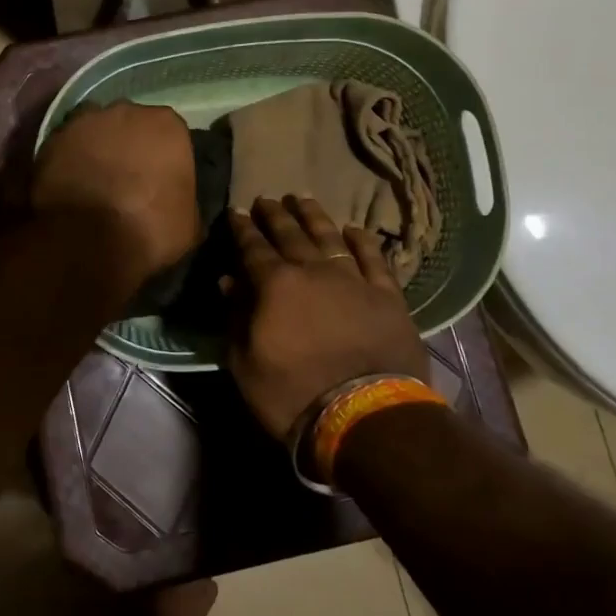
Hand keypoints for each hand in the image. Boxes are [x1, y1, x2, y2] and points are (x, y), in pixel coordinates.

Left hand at [33, 101, 199, 293]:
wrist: (89, 239)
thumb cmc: (150, 228)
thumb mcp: (189, 223)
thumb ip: (186, 199)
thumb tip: (178, 203)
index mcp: (167, 125)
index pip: (170, 134)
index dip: (163, 157)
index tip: (159, 180)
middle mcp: (127, 110)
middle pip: (130, 124)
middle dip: (129, 146)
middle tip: (126, 179)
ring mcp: (85, 121)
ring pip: (95, 130)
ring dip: (97, 149)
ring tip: (94, 181)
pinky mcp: (52, 138)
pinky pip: (66, 146)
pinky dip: (69, 160)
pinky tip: (70, 183)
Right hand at [225, 195, 427, 437]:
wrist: (364, 416)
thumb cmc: (293, 394)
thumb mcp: (245, 362)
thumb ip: (236, 317)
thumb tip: (228, 281)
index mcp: (275, 285)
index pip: (252, 248)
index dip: (241, 228)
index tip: (234, 211)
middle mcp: (313, 271)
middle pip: (290, 234)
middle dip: (274, 215)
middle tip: (265, 198)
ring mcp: (354, 280)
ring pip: (330, 237)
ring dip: (314, 216)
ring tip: (302, 199)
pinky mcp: (387, 296)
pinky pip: (374, 259)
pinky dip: (362, 241)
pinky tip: (354, 229)